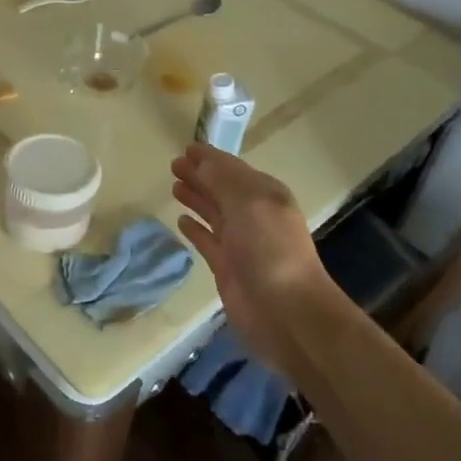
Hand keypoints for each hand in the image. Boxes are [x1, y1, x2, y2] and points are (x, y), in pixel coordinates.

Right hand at [172, 144, 335, 371]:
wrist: (286, 312)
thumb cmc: (270, 249)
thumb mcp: (248, 203)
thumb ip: (222, 180)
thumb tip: (200, 161)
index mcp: (266, 195)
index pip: (233, 168)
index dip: (210, 158)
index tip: (187, 147)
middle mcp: (254, 215)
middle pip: (222, 188)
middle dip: (200, 175)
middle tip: (174, 164)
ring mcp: (240, 242)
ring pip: (214, 212)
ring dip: (196, 198)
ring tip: (174, 185)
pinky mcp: (227, 268)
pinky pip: (207, 241)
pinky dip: (195, 229)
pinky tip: (181, 220)